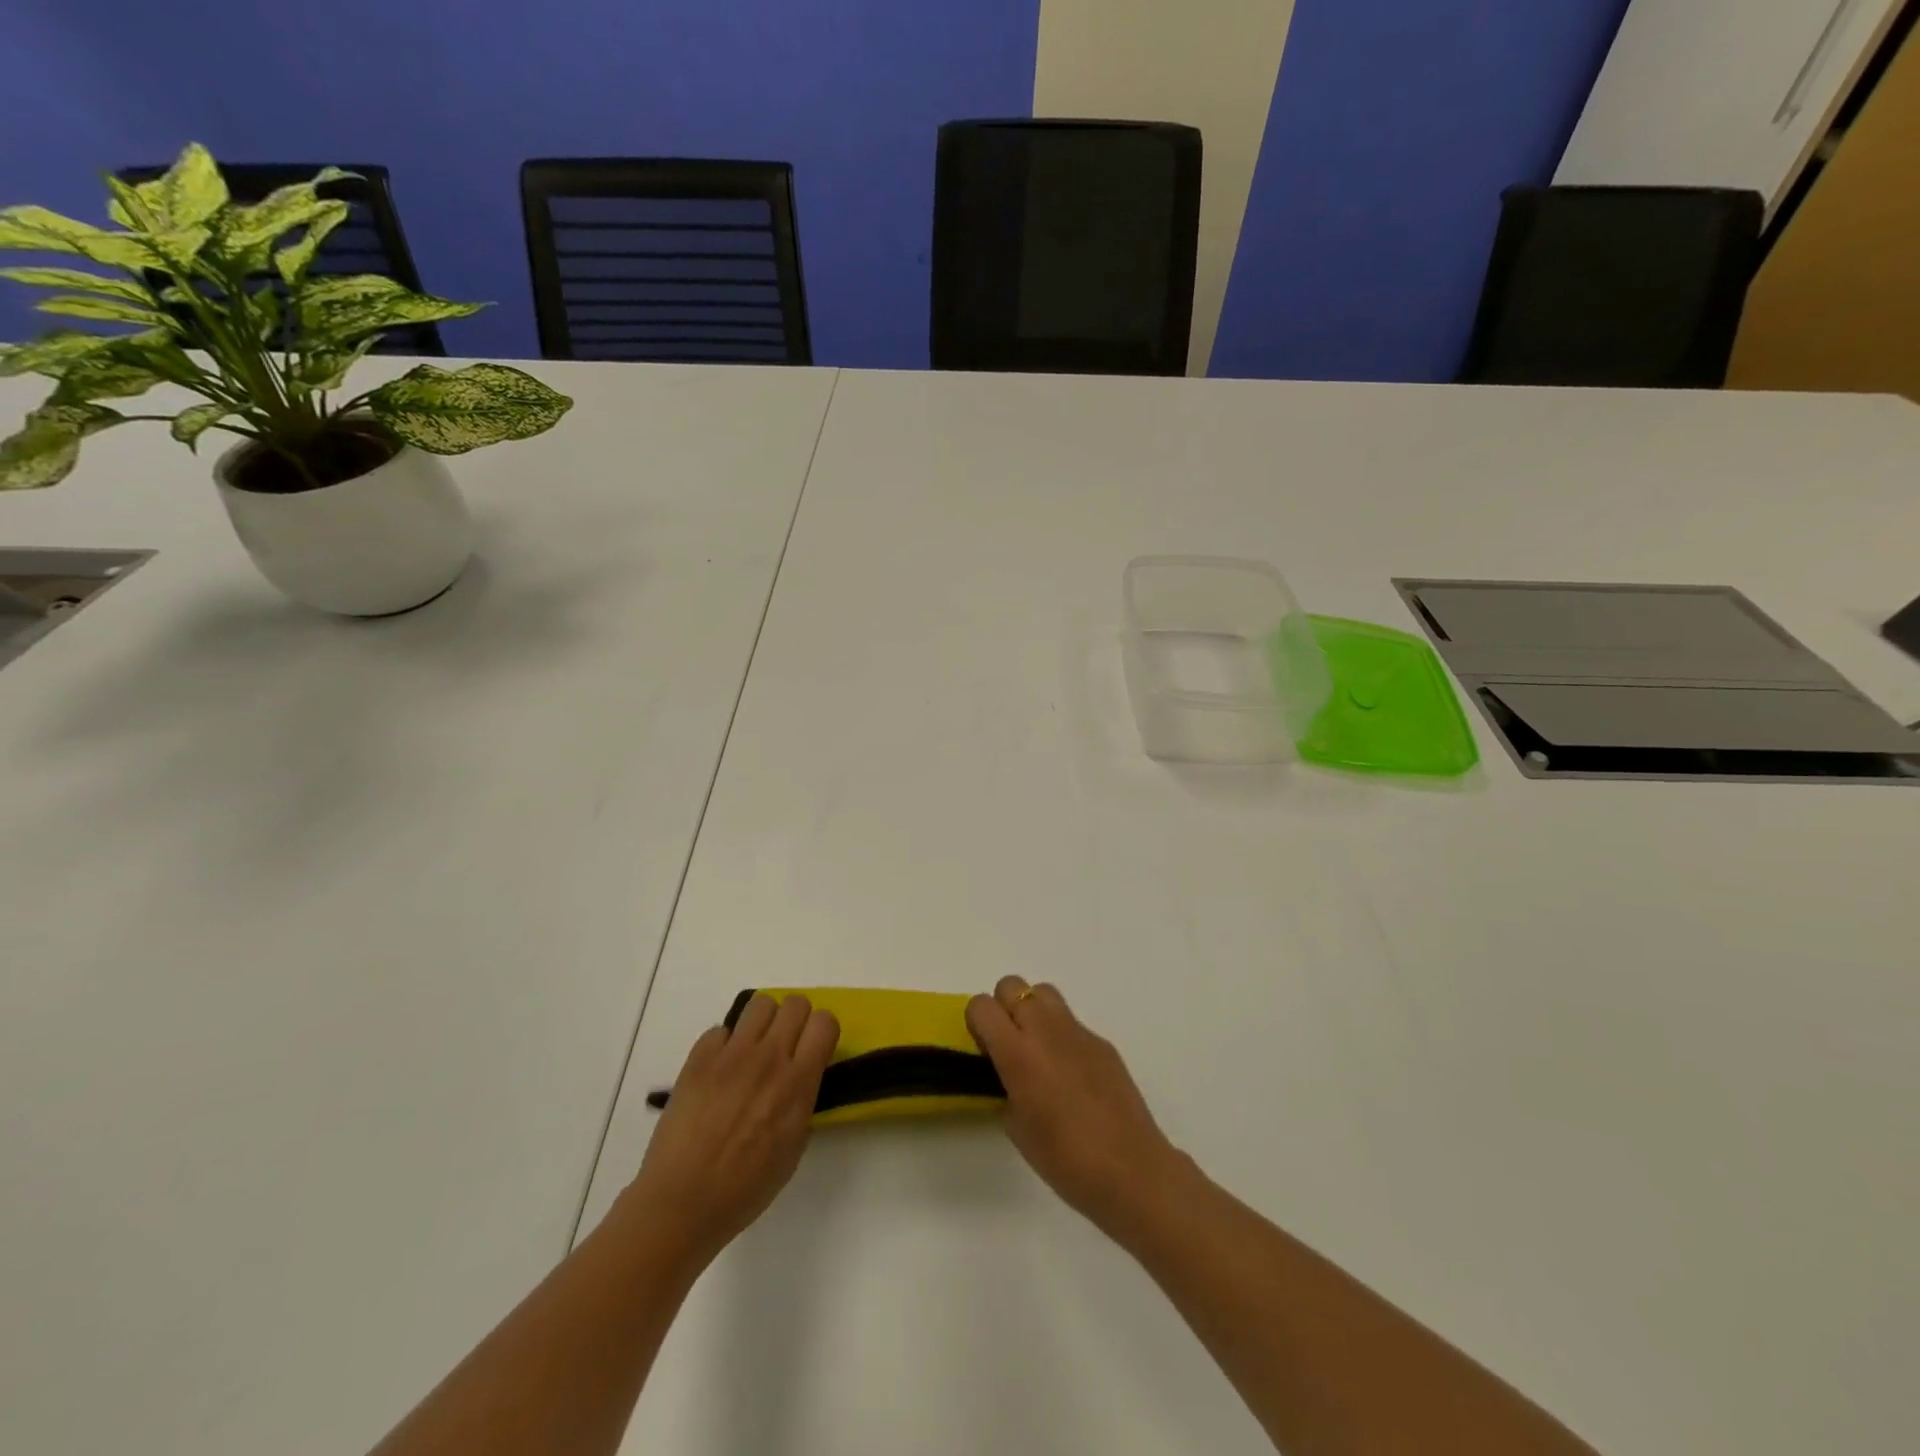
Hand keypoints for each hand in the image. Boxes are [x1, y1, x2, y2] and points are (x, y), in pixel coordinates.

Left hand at [623, 994, 839, 1267]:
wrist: (682, 1202)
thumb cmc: (744, 1188)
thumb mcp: (793, 1148)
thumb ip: (803, 1102)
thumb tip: (801, 1079)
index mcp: (798, 1083)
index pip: (825, 1022)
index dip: (821, 1032)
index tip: (813, 1050)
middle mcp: (769, 1058)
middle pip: (796, 1003)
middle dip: (795, 1021)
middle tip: (784, 1048)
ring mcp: (731, 1054)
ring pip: (760, 1003)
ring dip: (762, 1023)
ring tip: (752, 1051)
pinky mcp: (699, 1058)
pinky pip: (721, 1029)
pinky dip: (724, 1045)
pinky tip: (718, 1073)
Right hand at [966, 976, 1187, 1239]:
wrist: (1130, 1170)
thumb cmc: (1064, 1159)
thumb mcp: (1016, 1127)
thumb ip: (1004, 1087)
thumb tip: (1007, 1074)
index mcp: (1018, 1053)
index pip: (982, 1006)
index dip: (977, 1023)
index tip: (985, 1050)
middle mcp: (1046, 1030)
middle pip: (1012, 985)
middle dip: (1003, 1009)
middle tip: (1010, 1046)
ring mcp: (1078, 1032)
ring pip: (1044, 993)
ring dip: (1033, 1012)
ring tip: (1039, 1053)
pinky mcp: (1103, 1042)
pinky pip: (1072, 1023)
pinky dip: (1063, 1037)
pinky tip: (1073, 1077)